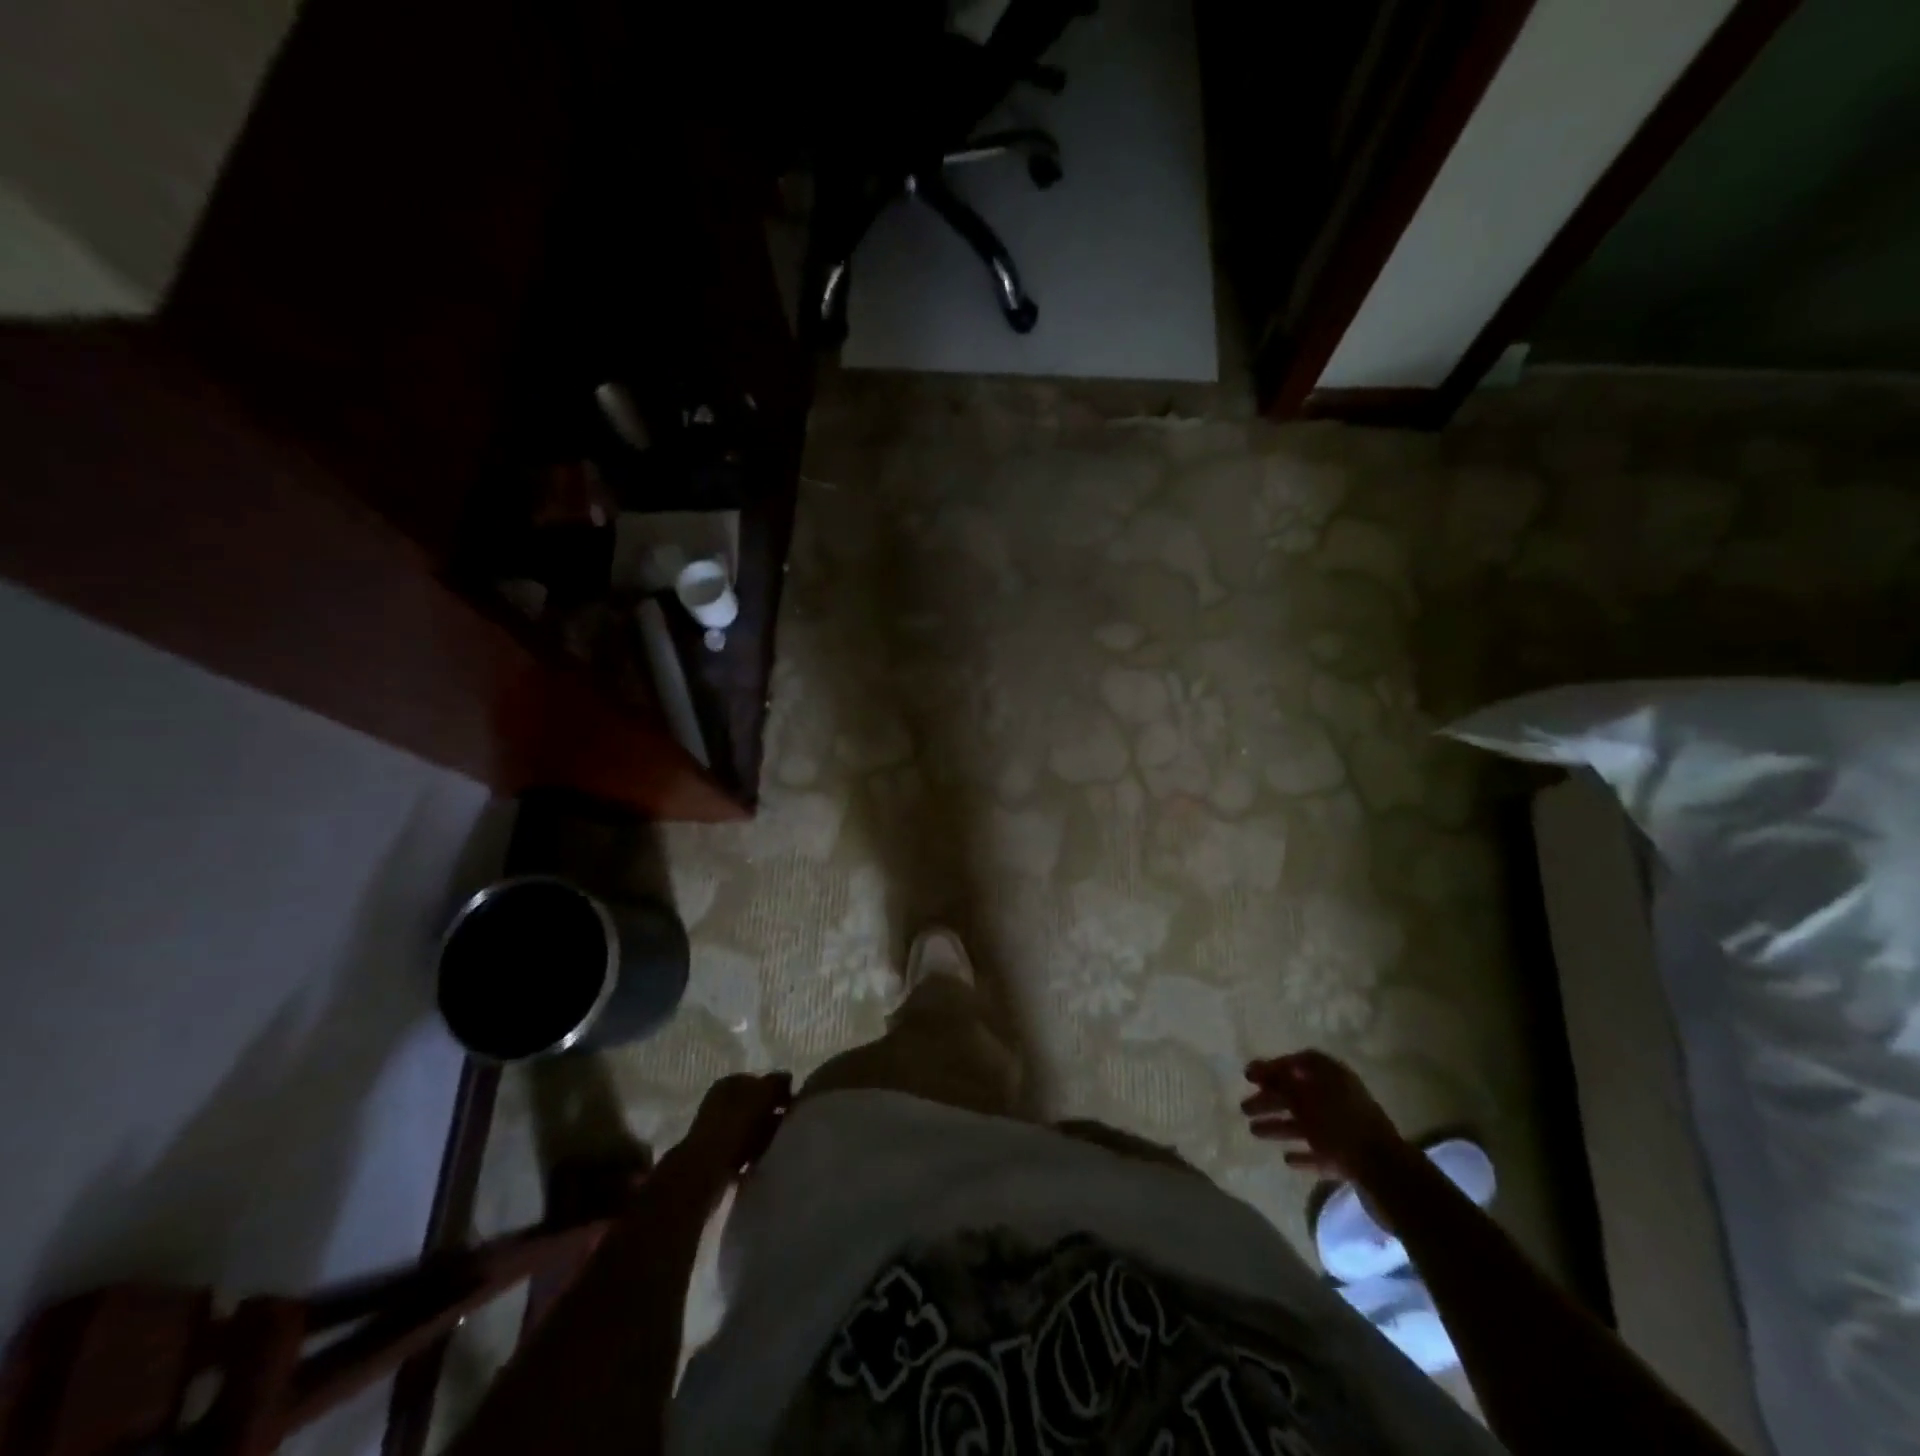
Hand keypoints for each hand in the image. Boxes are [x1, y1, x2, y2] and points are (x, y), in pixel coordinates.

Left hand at [676, 1071, 793, 1186]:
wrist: (705, 1172)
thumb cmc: (735, 1125)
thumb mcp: (763, 1094)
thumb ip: (777, 1083)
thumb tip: (787, 1079)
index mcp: (729, 1083)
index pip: (759, 1081)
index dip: (777, 1091)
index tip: (793, 1105)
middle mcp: (721, 1103)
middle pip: (755, 1106)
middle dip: (772, 1115)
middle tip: (788, 1126)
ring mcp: (717, 1131)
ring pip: (751, 1130)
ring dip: (765, 1137)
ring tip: (777, 1145)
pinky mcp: (717, 1157)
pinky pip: (744, 1152)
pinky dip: (754, 1155)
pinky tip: (764, 1160)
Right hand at [1241, 1050, 1410, 1187]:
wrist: (1386, 1174)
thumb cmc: (1339, 1126)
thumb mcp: (1303, 1098)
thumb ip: (1279, 1082)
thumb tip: (1258, 1068)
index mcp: (1332, 1076)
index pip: (1299, 1062)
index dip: (1273, 1067)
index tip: (1250, 1077)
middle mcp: (1340, 1097)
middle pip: (1299, 1094)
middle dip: (1270, 1100)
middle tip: (1244, 1108)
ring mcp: (1347, 1129)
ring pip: (1306, 1123)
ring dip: (1280, 1126)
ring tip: (1254, 1132)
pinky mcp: (1351, 1157)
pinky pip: (1321, 1150)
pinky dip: (1304, 1152)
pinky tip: (1287, 1159)